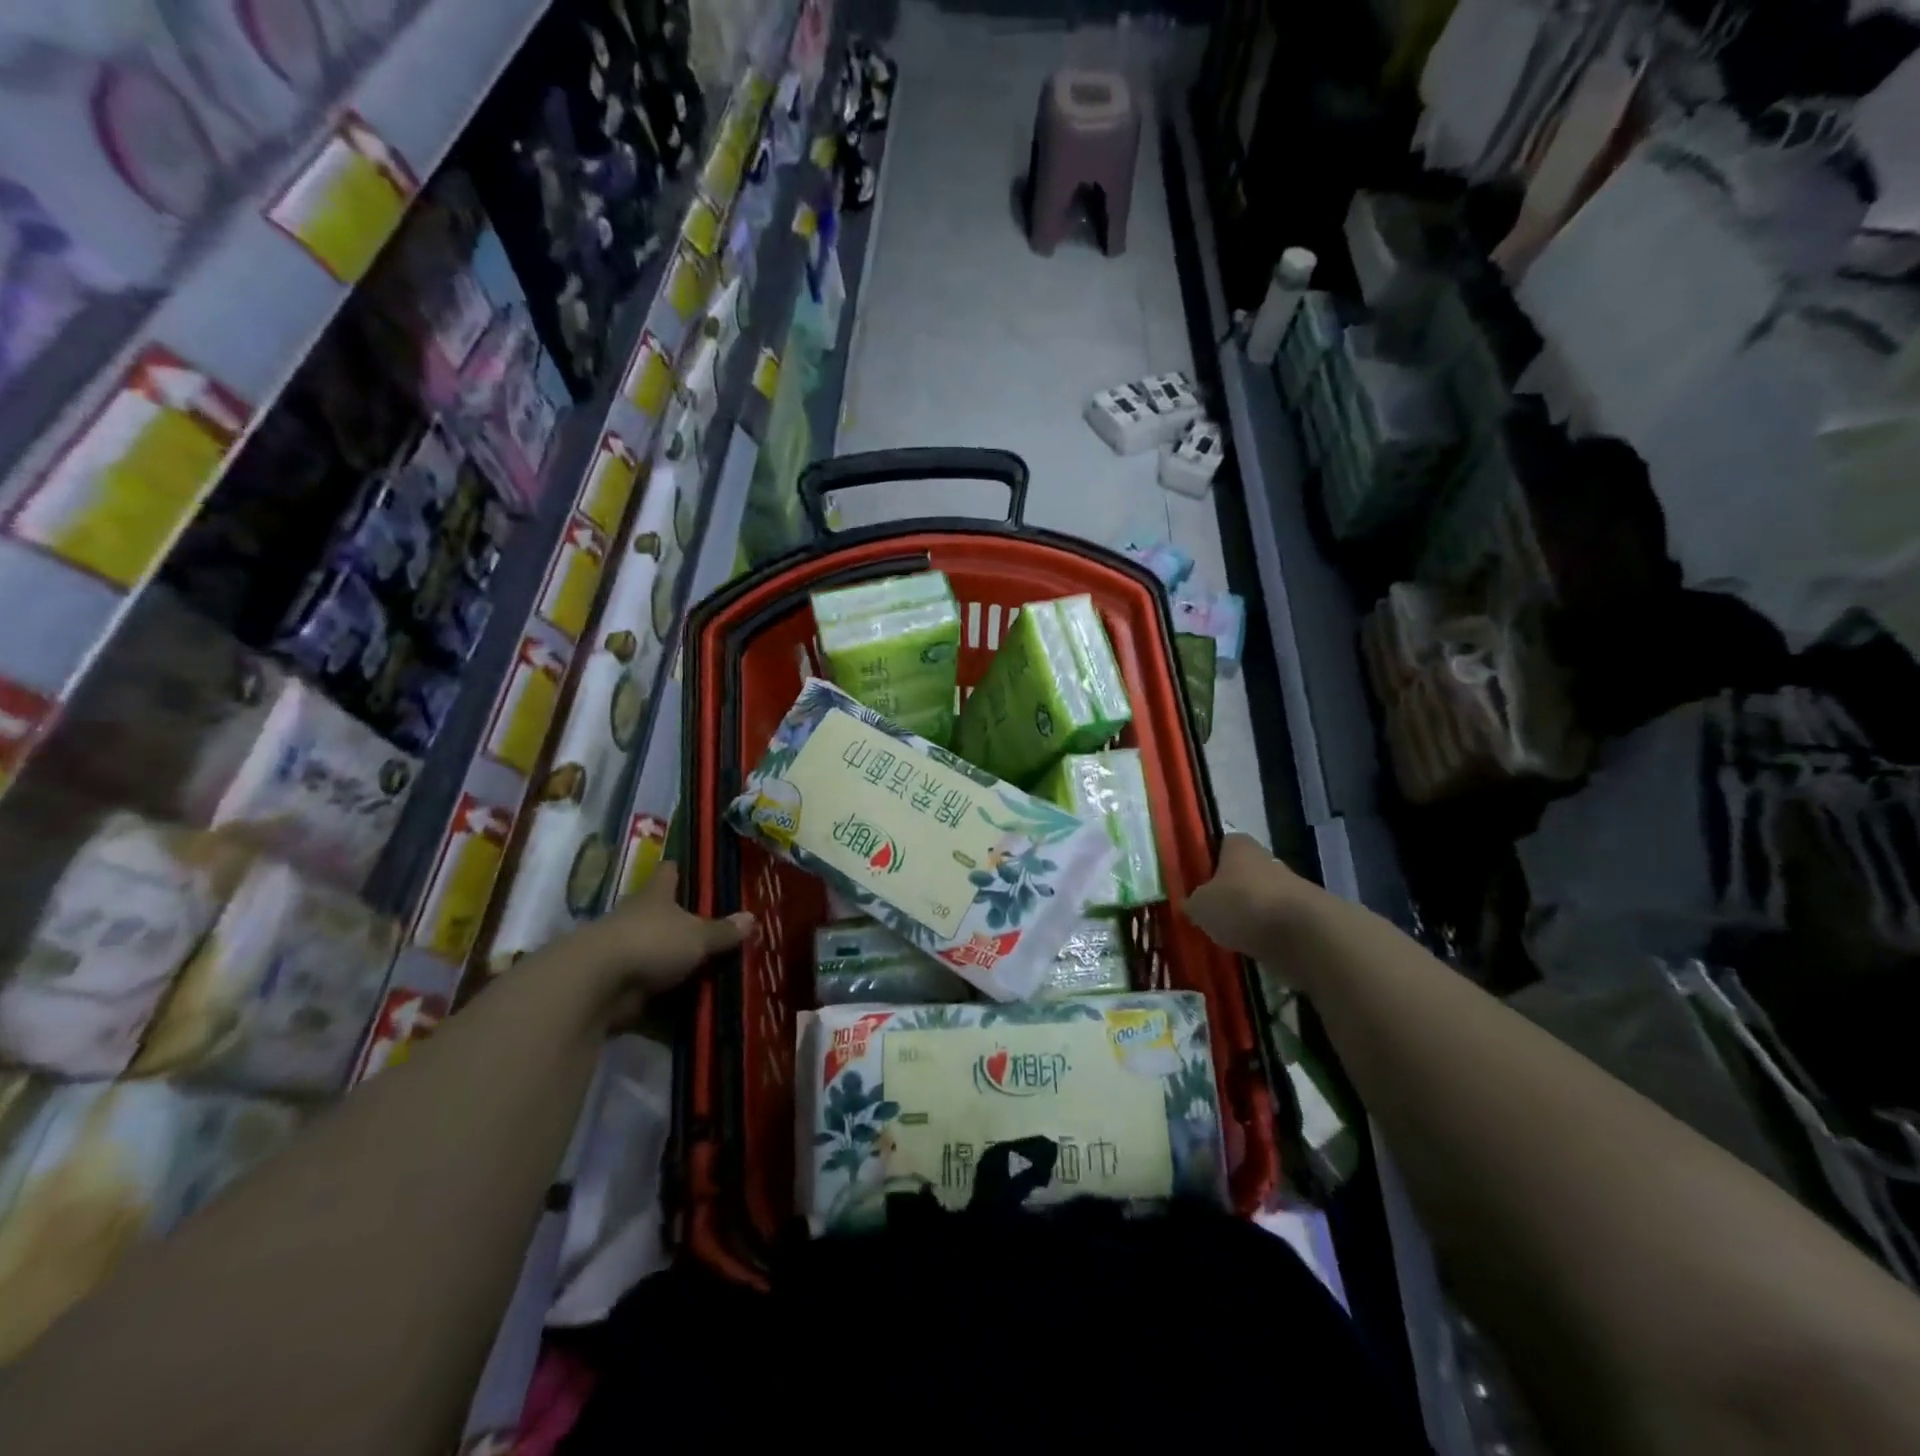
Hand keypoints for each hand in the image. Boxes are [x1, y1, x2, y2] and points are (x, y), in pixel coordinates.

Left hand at [562, 864, 753, 1005]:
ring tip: (700, 970)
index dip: (675, 870)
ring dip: (667, 961)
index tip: (682, 867)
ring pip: (649, 951)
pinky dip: (659, 997)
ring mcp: (620, 951)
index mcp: (655, 897)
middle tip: (704, 927)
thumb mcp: (697, 937)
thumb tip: (751, 917)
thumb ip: (722, 931)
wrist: (596, 984)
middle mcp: (635, 918)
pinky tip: (681, 1005)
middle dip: (675, 920)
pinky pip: (643, 988)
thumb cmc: (652, 942)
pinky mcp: (613, 985)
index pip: (667, 874)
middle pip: (656, 913)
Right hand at [1184, 834, 1319, 961]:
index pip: (1222, 844)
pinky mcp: (1307, 917)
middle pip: (1244, 873)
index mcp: (1240, 847)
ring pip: (1262, 899)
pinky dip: (1267, 935)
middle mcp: (1267, 860)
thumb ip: (1194, 902)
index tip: (1197, 882)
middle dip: (1230, 891)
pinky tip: (1253, 950)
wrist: (1304, 936)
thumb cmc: (1243, 906)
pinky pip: (1278, 924)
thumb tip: (1191, 905)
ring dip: (1250, 915)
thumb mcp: (1201, 905)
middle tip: (1211, 913)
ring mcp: (1291, 888)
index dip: (1209, 861)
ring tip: (1230, 937)